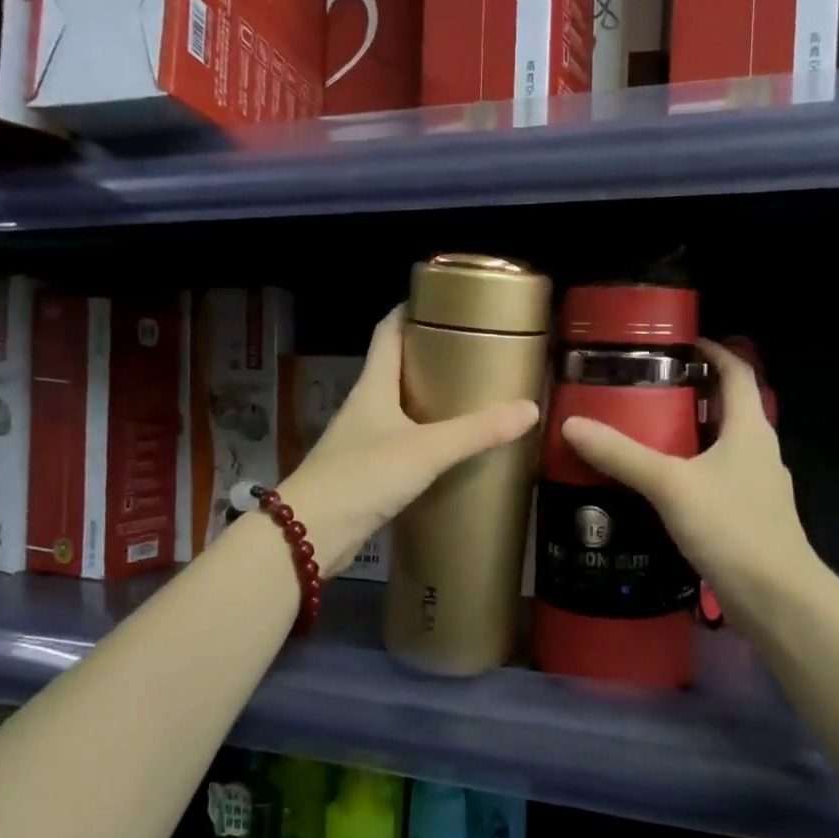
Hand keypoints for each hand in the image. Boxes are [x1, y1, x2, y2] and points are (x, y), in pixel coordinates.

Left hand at [280, 307, 538, 570]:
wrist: (309, 535)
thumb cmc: (362, 477)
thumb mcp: (425, 450)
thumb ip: (476, 431)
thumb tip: (530, 409)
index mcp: (373, 387)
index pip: (388, 332)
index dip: (410, 311)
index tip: (444, 302)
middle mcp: (365, 407)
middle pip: (397, 369)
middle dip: (431, 357)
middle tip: (474, 354)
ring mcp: (362, 441)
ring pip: (400, 409)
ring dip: (429, 400)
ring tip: (470, 398)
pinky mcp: (366, 473)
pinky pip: (401, 444)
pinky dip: (425, 439)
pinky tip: (449, 451)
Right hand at [561, 340, 816, 637]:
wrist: (777, 598)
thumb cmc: (732, 528)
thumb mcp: (671, 485)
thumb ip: (622, 455)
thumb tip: (571, 424)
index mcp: (750, 429)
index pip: (737, 372)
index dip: (713, 351)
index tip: (678, 342)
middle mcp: (758, 451)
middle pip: (725, 408)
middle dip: (689, 394)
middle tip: (643, 390)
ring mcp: (755, 486)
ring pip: (719, 447)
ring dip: (687, 435)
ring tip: (642, 434)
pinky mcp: (747, 517)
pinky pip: (714, 479)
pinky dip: (689, 472)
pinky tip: (659, 488)